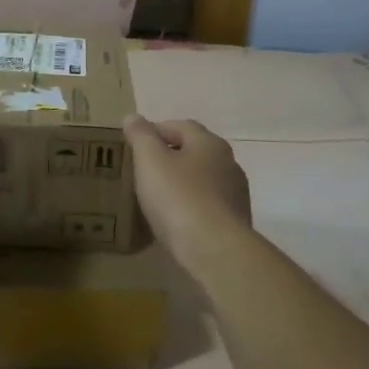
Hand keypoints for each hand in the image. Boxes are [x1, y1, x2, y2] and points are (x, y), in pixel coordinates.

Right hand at [123, 116, 251, 248]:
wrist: (215, 251)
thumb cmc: (179, 198)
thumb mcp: (150, 161)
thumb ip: (141, 136)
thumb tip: (132, 117)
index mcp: (209, 143)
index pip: (180, 125)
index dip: (155, 131)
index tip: (134, 146)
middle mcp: (228, 163)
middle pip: (194, 152)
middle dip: (169, 157)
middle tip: (142, 171)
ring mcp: (235, 194)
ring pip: (202, 180)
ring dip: (181, 184)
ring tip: (156, 198)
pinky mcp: (235, 222)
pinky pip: (207, 206)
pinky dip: (191, 207)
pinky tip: (175, 222)